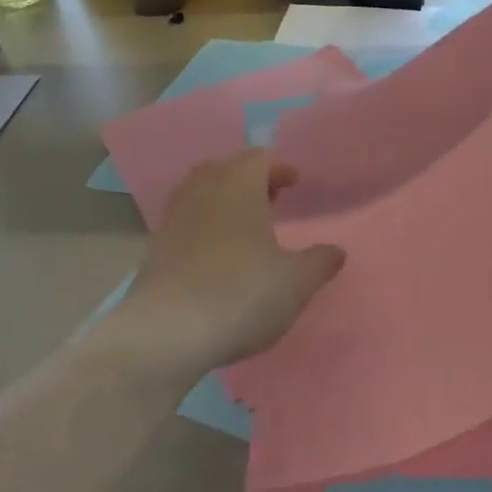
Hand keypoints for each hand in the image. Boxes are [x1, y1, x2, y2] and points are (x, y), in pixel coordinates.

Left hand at [114, 150, 345, 376]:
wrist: (166, 333)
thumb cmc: (241, 293)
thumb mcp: (296, 282)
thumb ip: (319, 262)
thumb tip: (336, 251)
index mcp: (238, 184)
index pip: (259, 158)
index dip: (279, 168)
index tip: (295, 183)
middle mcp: (202, 190)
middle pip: (226, 170)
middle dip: (250, 181)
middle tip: (272, 200)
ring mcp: (173, 217)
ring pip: (202, 194)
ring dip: (224, 203)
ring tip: (245, 227)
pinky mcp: (154, 247)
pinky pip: (186, 222)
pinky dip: (204, 228)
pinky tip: (218, 256)